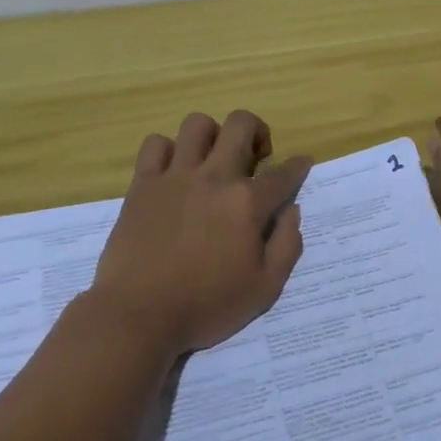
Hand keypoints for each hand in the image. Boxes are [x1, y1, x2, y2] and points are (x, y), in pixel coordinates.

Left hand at [89, 110, 310, 356]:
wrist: (137, 316)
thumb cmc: (205, 306)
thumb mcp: (264, 290)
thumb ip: (287, 246)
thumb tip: (293, 210)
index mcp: (247, 203)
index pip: (283, 173)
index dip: (298, 166)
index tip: (302, 163)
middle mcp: (214, 177)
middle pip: (241, 124)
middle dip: (257, 131)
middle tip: (254, 158)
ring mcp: (175, 176)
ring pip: (197, 124)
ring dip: (212, 135)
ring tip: (213, 158)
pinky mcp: (143, 183)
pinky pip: (155, 144)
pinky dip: (167, 150)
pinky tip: (173, 170)